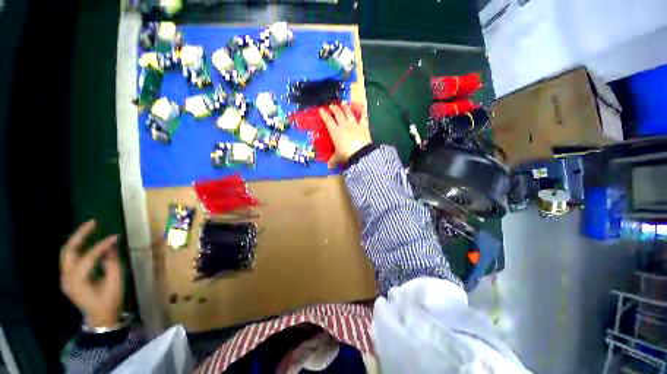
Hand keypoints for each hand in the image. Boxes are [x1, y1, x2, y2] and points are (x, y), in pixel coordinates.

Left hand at [60, 220, 122, 327]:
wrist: (100, 319)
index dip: (102, 245)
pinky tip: (87, 243)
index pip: (88, 257)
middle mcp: (67, 277)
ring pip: (66, 252)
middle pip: (69, 250)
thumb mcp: (115, 283)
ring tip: (90, 228)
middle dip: (80, 235)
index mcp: (78, 281)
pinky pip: (70, 258)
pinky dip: (78, 248)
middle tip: (93, 222)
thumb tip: (111, 246)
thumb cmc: (109, 302)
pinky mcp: (68, 278)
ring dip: (77, 239)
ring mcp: (65, 278)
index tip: (116, 237)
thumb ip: (112, 263)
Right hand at [319, 103, 371, 167]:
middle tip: (331, 105)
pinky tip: (362, 109)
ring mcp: (354, 124)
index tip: (321, 109)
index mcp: (335, 131)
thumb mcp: (338, 158)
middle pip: (338, 114)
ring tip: (343, 102)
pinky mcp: (363, 126)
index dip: (324, 114)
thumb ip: (333, 161)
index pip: (328, 121)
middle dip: (334, 108)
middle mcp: (344, 125)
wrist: (360, 153)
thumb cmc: (346, 155)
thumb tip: (329, 166)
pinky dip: (362, 113)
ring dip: (345, 107)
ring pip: (349, 113)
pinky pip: (363, 117)